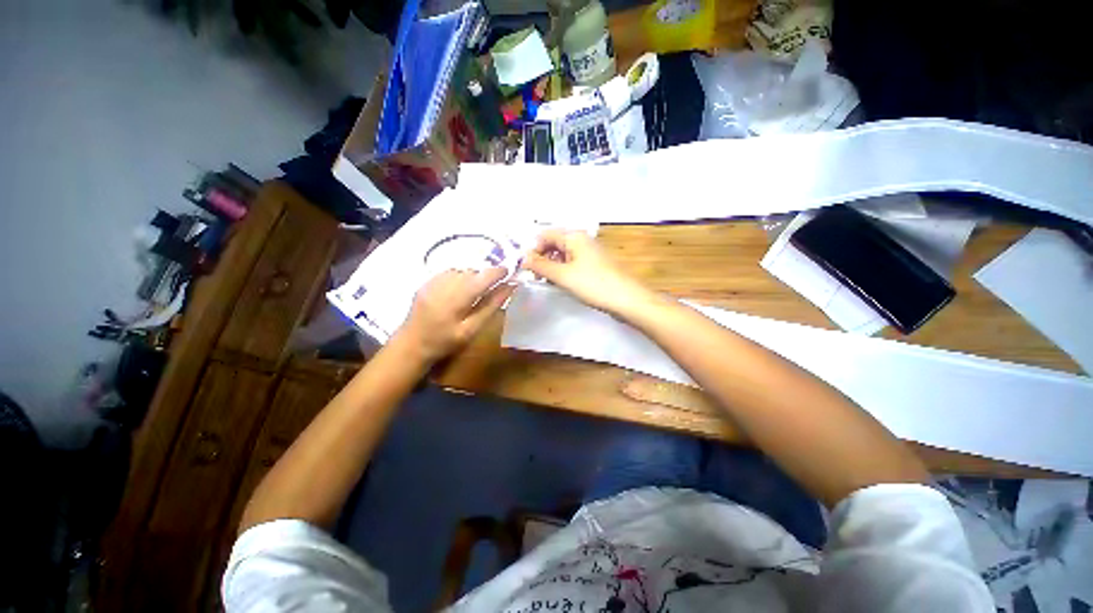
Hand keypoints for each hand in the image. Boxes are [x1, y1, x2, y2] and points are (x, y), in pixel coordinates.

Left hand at [394, 268, 513, 362]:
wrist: (411, 345)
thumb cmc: (445, 342)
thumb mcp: (472, 329)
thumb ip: (491, 306)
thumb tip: (509, 287)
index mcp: (456, 299)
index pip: (482, 277)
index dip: (498, 272)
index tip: (509, 273)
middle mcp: (444, 285)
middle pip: (472, 272)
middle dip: (485, 277)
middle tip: (492, 288)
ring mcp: (432, 282)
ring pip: (461, 270)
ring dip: (472, 277)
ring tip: (474, 292)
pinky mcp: (426, 282)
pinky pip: (449, 272)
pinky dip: (459, 277)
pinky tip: (458, 291)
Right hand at [522, 230, 650, 314]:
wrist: (626, 299)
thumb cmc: (593, 284)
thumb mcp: (563, 275)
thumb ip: (541, 265)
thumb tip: (523, 258)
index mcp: (574, 236)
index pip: (545, 235)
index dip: (533, 249)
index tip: (526, 267)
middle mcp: (582, 240)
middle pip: (554, 244)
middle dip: (542, 258)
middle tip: (535, 276)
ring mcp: (589, 253)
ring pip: (563, 255)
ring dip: (552, 267)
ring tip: (547, 282)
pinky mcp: (594, 265)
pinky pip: (573, 264)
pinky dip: (563, 272)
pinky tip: (562, 284)